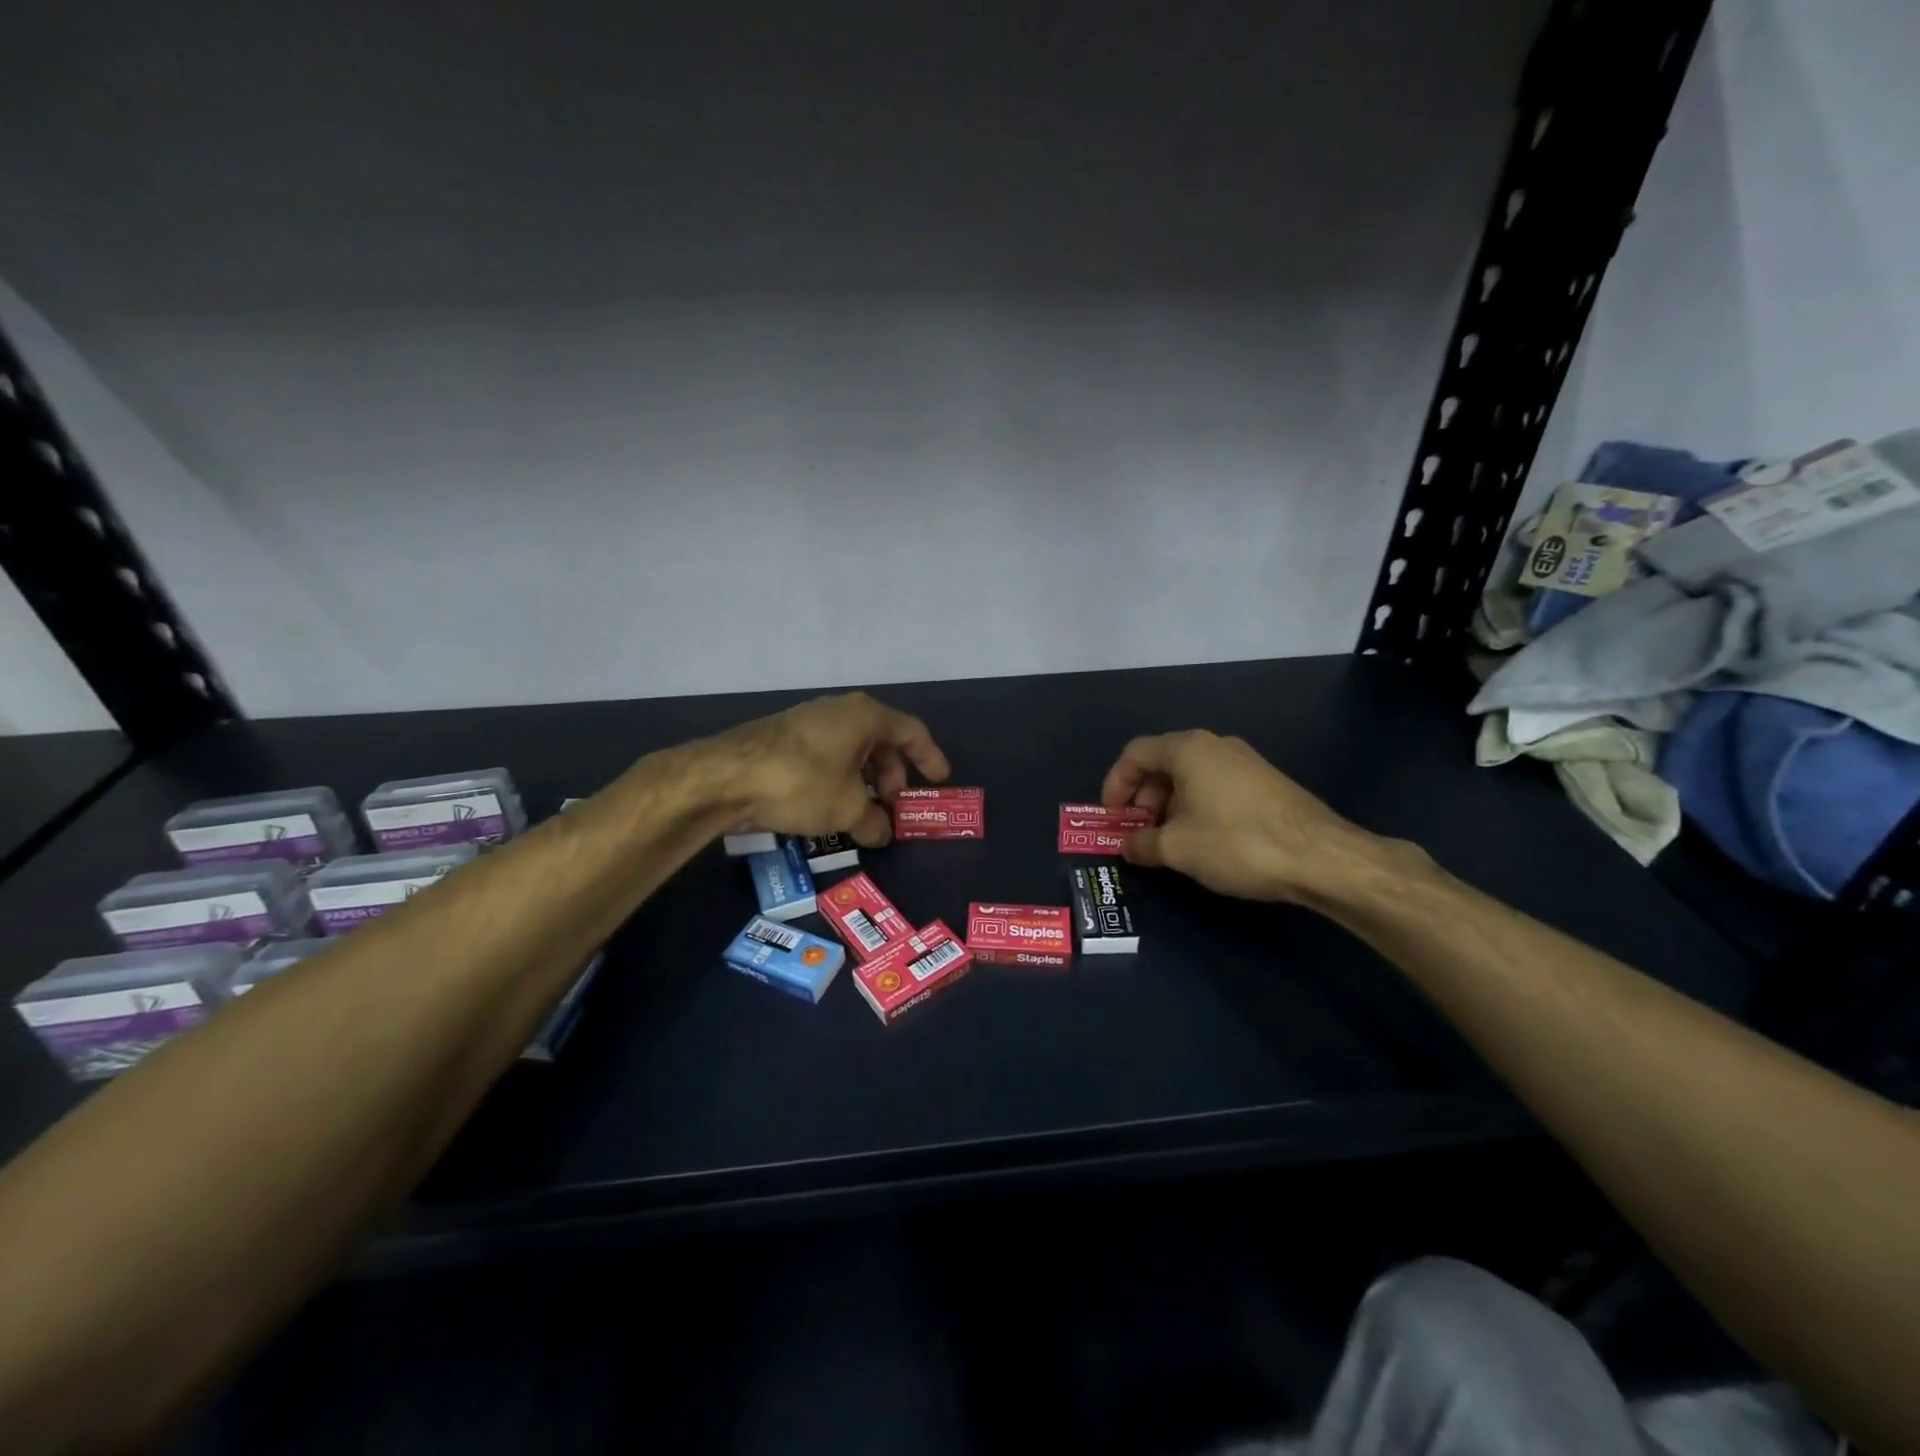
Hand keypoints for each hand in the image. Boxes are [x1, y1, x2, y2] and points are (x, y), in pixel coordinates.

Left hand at [713, 692, 949, 847]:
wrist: (726, 776)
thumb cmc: (802, 782)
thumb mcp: (846, 809)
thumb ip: (873, 822)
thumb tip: (883, 834)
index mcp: (865, 716)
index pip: (911, 732)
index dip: (929, 757)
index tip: (940, 780)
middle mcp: (839, 711)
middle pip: (880, 741)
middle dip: (892, 776)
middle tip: (894, 807)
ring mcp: (809, 722)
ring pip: (851, 750)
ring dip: (863, 781)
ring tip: (863, 813)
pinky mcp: (783, 739)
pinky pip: (826, 756)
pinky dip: (838, 779)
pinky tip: (830, 807)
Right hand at [1100, 730, 1388, 903]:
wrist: (1320, 857)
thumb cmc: (1236, 843)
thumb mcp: (1177, 849)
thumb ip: (1143, 844)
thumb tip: (1128, 846)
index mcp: (1188, 749)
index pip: (1135, 753)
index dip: (1115, 783)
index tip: (1112, 817)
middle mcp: (1215, 744)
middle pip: (1163, 762)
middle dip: (1143, 797)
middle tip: (1139, 831)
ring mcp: (1244, 760)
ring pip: (1191, 775)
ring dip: (1169, 804)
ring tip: (1169, 840)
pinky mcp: (1265, 780)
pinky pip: (1216, 784)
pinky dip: (1197, 805)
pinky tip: (1204, 839)